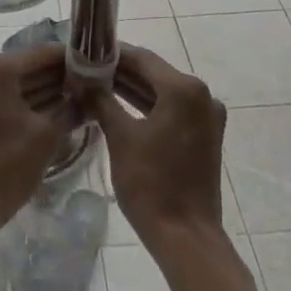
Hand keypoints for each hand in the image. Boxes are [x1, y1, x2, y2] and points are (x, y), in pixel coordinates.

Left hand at [0, 46, 78, 239]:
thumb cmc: (6, 166)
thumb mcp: (46, 135)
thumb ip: (71, 108)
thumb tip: (90, 96)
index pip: (42, 55)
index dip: (72, 59)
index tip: (96, 64)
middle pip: (29, 68)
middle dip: (60, 77)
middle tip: (92, 84)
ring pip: (18, 84)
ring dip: (46, 91)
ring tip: (80, 97)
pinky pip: (5, 98)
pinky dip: (28, 104)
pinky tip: (56, 111)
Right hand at [86, 46, 227, 254]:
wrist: (186, 237)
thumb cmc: (151, 184)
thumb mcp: (121, 138)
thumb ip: (102, 101)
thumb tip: (83, 79)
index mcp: (184, 89)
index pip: (143, 59)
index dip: (113, 54)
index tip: (87, 52)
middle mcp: (202, 95)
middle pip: (155, 73)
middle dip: (121, 72)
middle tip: (87, 70)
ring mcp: (207, 116)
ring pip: (163, 92)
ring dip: (133, 89)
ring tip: (97, 86)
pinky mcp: (205, 135)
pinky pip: (173, 110)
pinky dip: (149, 106)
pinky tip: (120, 107)